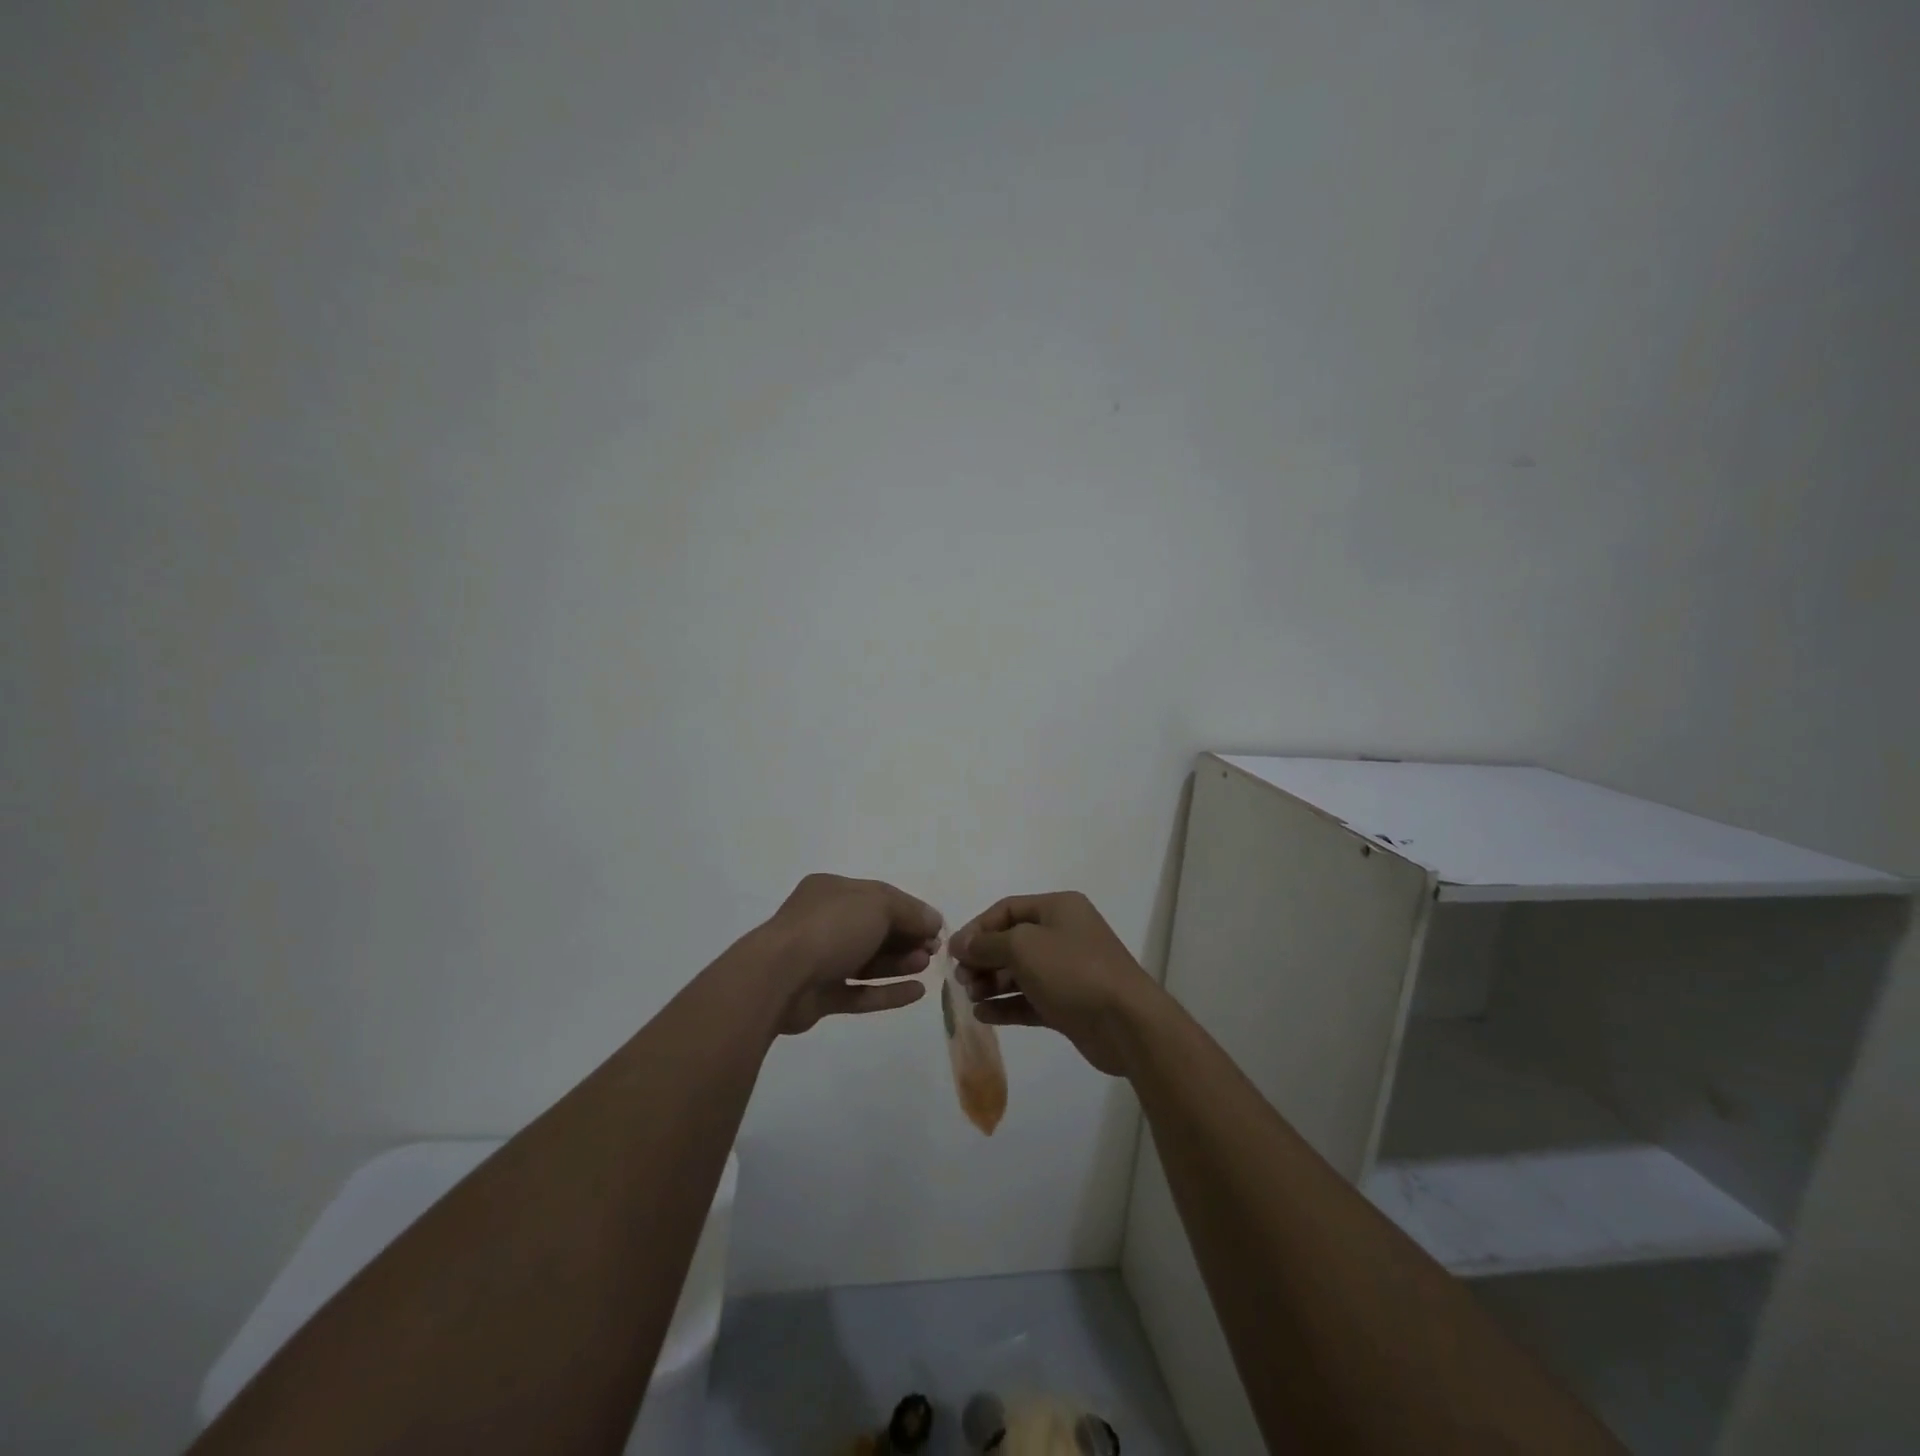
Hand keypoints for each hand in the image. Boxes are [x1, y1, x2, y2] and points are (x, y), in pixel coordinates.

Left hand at [756, 874, 943, 1035]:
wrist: (778, 978)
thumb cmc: (830, 928)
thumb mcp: (878, 905)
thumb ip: (909, 912)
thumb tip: (933, 920)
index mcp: (831, 891)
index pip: (878, 896)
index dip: (910, 911)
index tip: (936, 928)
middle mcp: (823, 921)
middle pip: (874, 929)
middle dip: (906, 938)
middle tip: (933, 950)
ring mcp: (819, 960)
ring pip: (866, 961)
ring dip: (899, 963)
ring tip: (926, 967)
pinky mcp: (818, 997)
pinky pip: (858, 992)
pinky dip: (886, 992)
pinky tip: (916, 993)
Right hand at [948, 892, 1158, 1075]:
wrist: (1126, 1022)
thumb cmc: (1072, 970)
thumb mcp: (1023, 947)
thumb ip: (987, 944)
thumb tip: (960, 944)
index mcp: (1058, 908)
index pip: (1007, 909)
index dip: (977, 928)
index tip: (953, 952)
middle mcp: (1063, 934)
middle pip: (1012, 941)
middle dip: (983, 958)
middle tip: (961, 978)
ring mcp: (1067, 971)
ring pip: (1020, 972)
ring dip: (992, 982)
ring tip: (969, 996)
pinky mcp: (1068, 1004)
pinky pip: (1029, 999)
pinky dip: (1006, 1004)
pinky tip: (983, 1014)